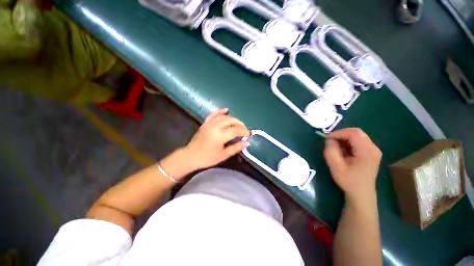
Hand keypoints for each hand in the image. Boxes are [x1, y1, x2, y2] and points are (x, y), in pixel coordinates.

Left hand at [181, 108, 249, 171]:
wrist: (190, 156)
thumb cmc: (207, 158)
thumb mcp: (223, 155)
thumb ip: (235, 148)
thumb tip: (247, 143)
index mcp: (219, 136)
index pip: (235, 130)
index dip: (244, 131)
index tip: (249, 134)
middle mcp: (214, 127)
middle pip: (230, 121)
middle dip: (240, 124)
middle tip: (244, 129)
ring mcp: (209, 124)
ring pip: (223, 117)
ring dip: (232, 119)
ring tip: (238, 123)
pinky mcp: (205, 123)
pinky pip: (213, 114)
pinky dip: (220, 111)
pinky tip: (226, 110)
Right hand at [324, 128, 381, 204]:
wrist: (361, 193)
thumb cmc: (348, 180)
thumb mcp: (335, 166)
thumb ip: (331, 150)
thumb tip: (329, 140)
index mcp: (367, 151)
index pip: (353, 133)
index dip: (339, 133)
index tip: (327, 138)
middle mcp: (373, 148)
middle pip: (357, 132)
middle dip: (341, 134)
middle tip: (330, 141)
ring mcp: (374, 150)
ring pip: (357, 136)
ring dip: (344, 138)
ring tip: (335, 147)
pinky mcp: (371, 153)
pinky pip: (359, 141)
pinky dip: (348, 142)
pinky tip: (343, 150)